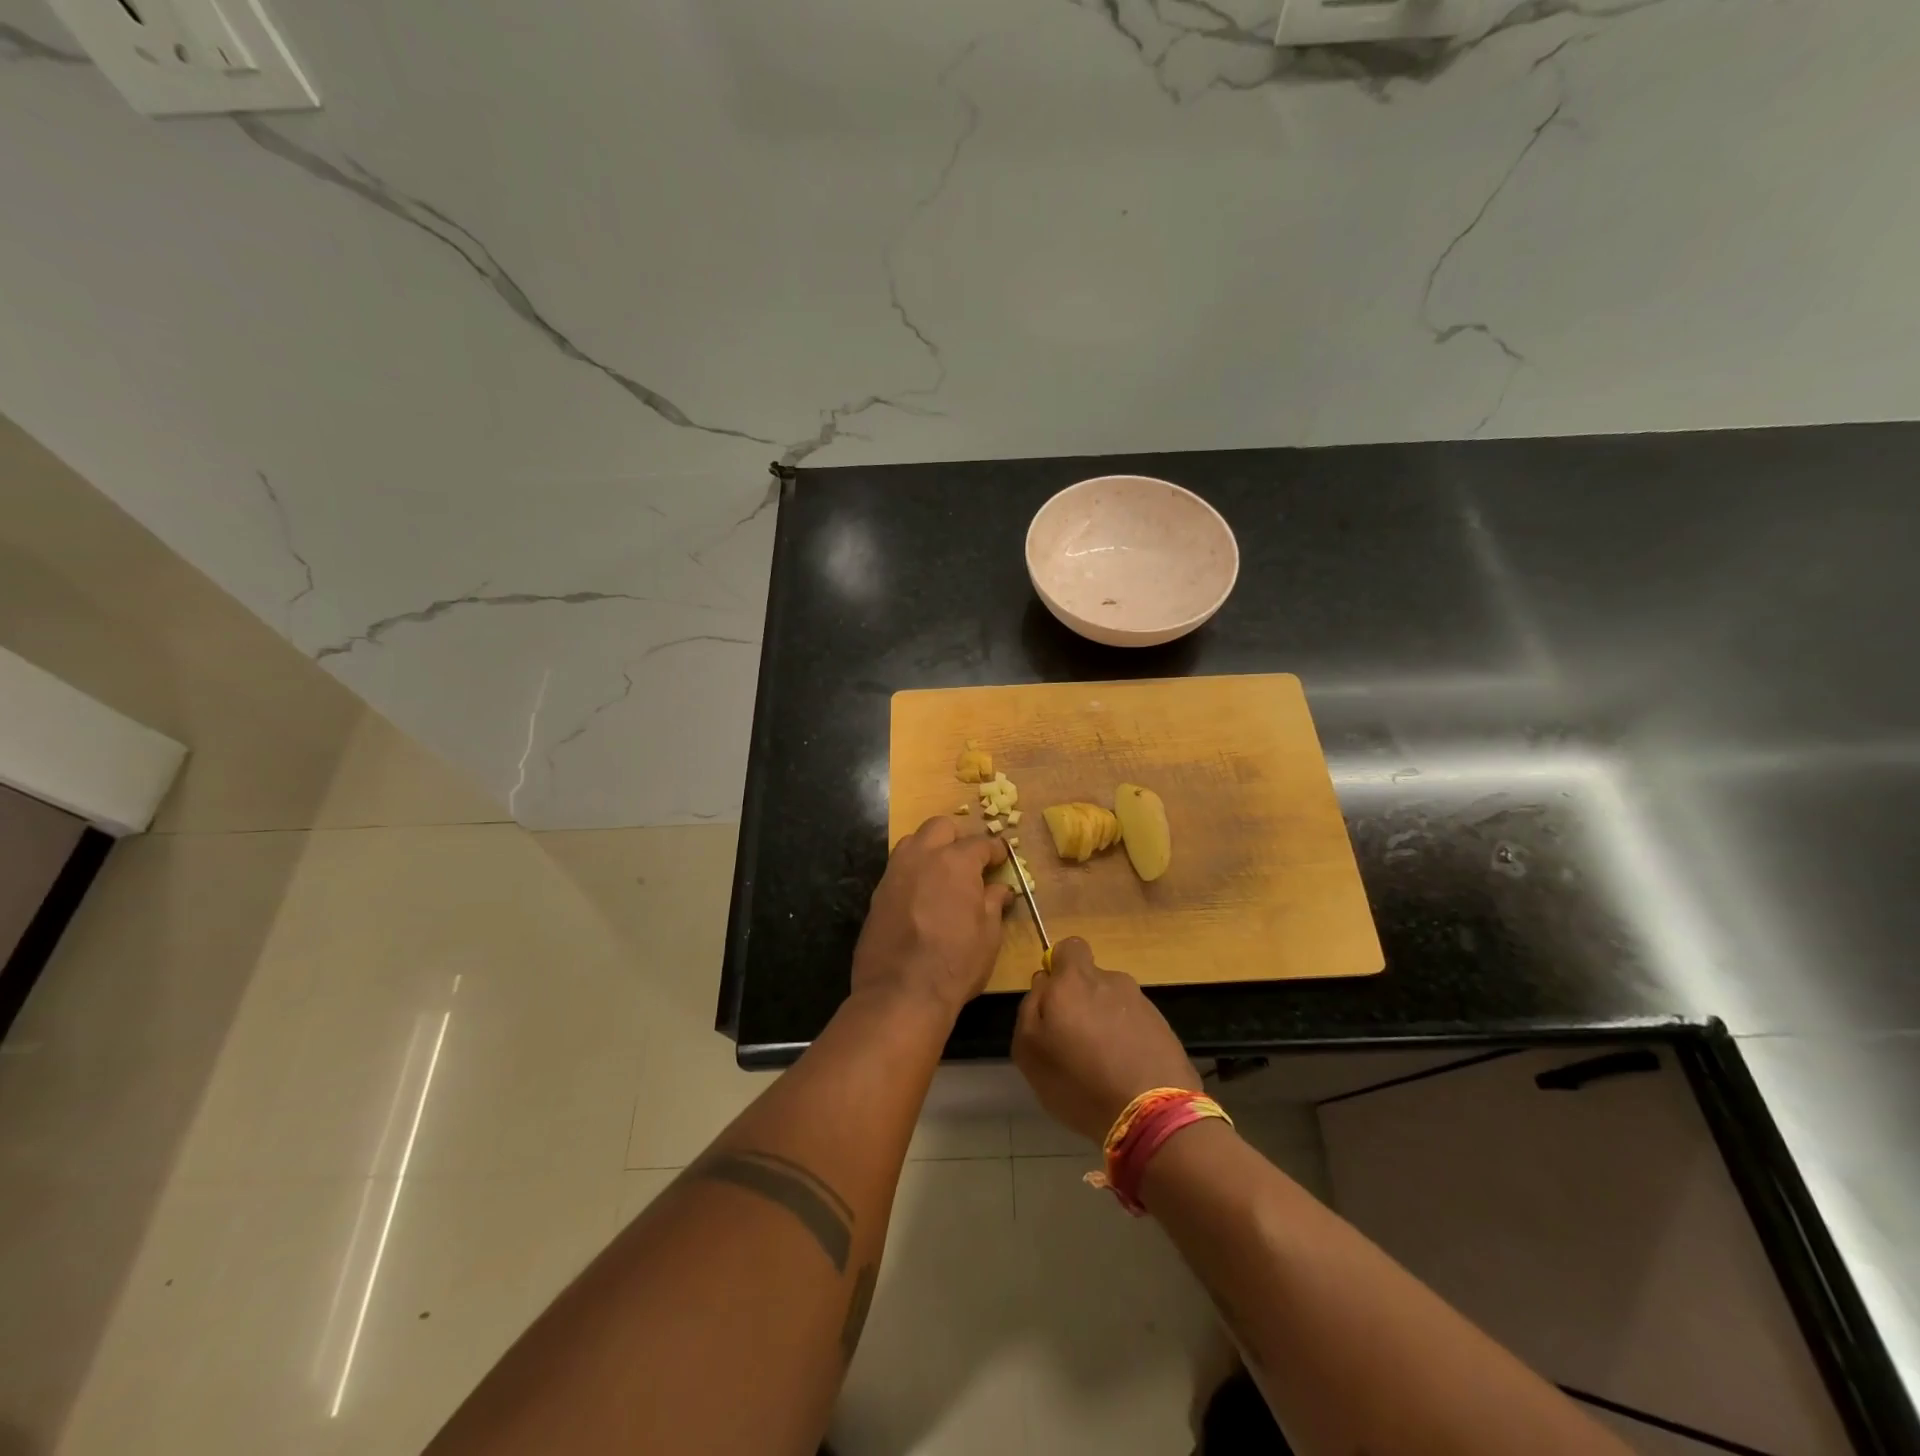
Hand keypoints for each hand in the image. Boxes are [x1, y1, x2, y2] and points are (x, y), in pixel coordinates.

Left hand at [851, 816, 1012, 1020]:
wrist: (900, 993)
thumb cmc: (955, 963)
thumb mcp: (988, 935)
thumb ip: (993, 904)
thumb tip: (999, 889)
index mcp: (955, 862)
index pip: (980, 843)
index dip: (994, 851)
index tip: (1000, 860)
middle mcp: (922, 857)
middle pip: (940, 827)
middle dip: (957, 838)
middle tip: (968, 862)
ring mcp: (894, 873)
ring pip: (913, 842)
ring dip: (930, 849)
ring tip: (942, 875)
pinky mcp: (877, 894)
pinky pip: (898, 869)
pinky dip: (913, 873)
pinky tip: (921, 897)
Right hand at [1012, 938, 1200, 1142]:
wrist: (1152, 1114)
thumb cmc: (1078, 1080)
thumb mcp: (1030, 1049)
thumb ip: (1030, 1007)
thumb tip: (1043, 983)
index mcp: (1075, 980)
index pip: (1069, 947)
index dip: (1059, 967)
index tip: (1055, 999)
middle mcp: (1111, 981)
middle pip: (1091, 980)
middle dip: (1082, 1002)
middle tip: (1074, 1042)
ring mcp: (1142, 1003)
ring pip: (1113, 1003)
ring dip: (1106, 1023)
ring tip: (1102, 1065)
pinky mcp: (1164, 1028)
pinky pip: (1135, 1025)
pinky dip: (1127, 1041)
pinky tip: (1124, 1074)